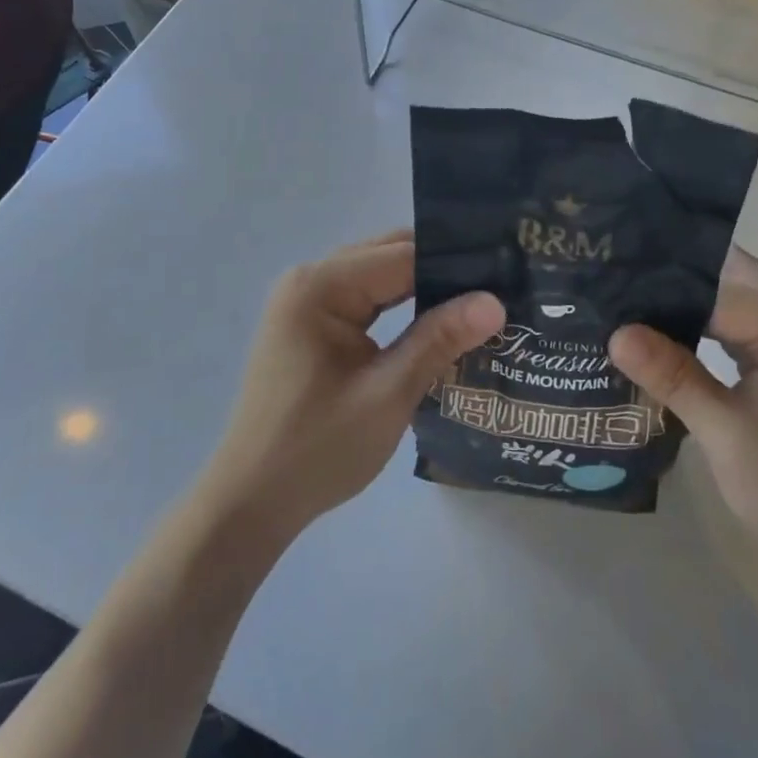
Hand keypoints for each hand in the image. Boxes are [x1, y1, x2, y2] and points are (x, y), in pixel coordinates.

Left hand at [198, 231, 503, 540]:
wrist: (251, 502)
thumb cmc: (317, 450)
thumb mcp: (388, 394)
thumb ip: (439, 339)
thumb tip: (495, 301)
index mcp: (320, 286)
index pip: (402, 255)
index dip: (455, 264)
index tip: (505, 274)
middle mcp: (309, 280)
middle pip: (389, 256)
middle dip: (441, 270)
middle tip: (498, 287)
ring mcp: (305, 301)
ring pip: (379, 276)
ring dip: (421, 287)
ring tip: (477, 302)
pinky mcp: (309, 324)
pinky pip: (364, 298)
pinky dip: (398, 306)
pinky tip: (434, 321)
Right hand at [609, 249, 757, 587]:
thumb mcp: (725, 435)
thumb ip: (672, 376)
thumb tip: (614, 332)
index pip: (714, 288)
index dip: (660, 286)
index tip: (607, 282)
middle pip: (732, 276)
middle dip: (674, 276)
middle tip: (614, 280)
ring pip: (739, 297)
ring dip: (691, 298)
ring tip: (629, 301)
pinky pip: (748, 323)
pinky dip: (711, 323)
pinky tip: (671, 333)